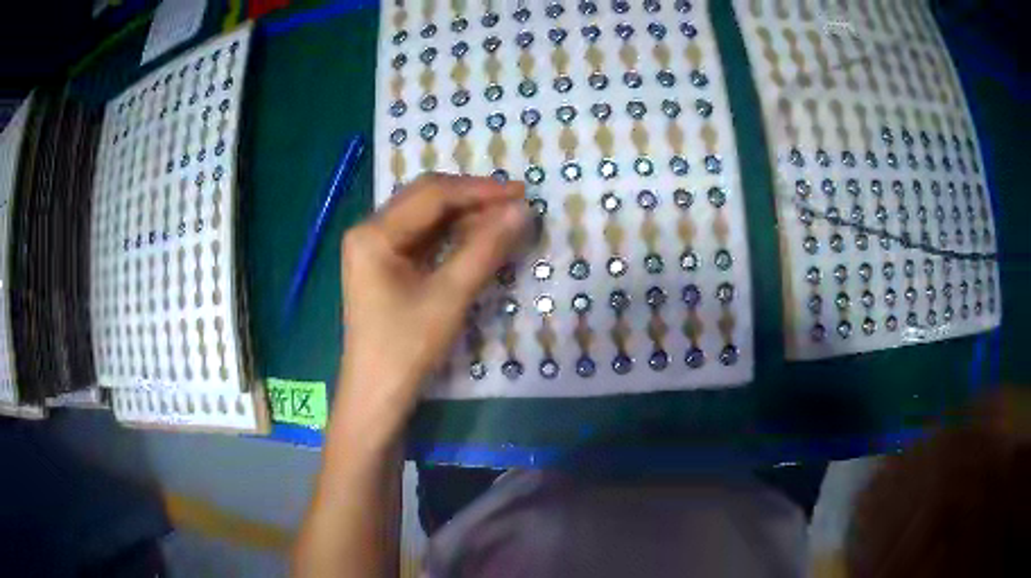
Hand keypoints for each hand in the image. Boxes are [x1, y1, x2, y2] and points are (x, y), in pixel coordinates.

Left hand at [333, 173, 528, 442]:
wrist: (377, 394)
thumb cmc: (406, 348)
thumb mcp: (449, 296)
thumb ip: (485, 249)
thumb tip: (522, 211)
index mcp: (374, 232)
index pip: (432, 194)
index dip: (479, 190)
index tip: (521, 194)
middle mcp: (369, 230)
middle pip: (426, 199)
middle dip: (472, 198)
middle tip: (515, 203)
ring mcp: (375, 247)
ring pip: (426, 217)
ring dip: (465, 215)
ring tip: (505, 218)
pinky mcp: (385, 265)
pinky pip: (423, 238)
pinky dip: (453, 235)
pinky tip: (480, 237)